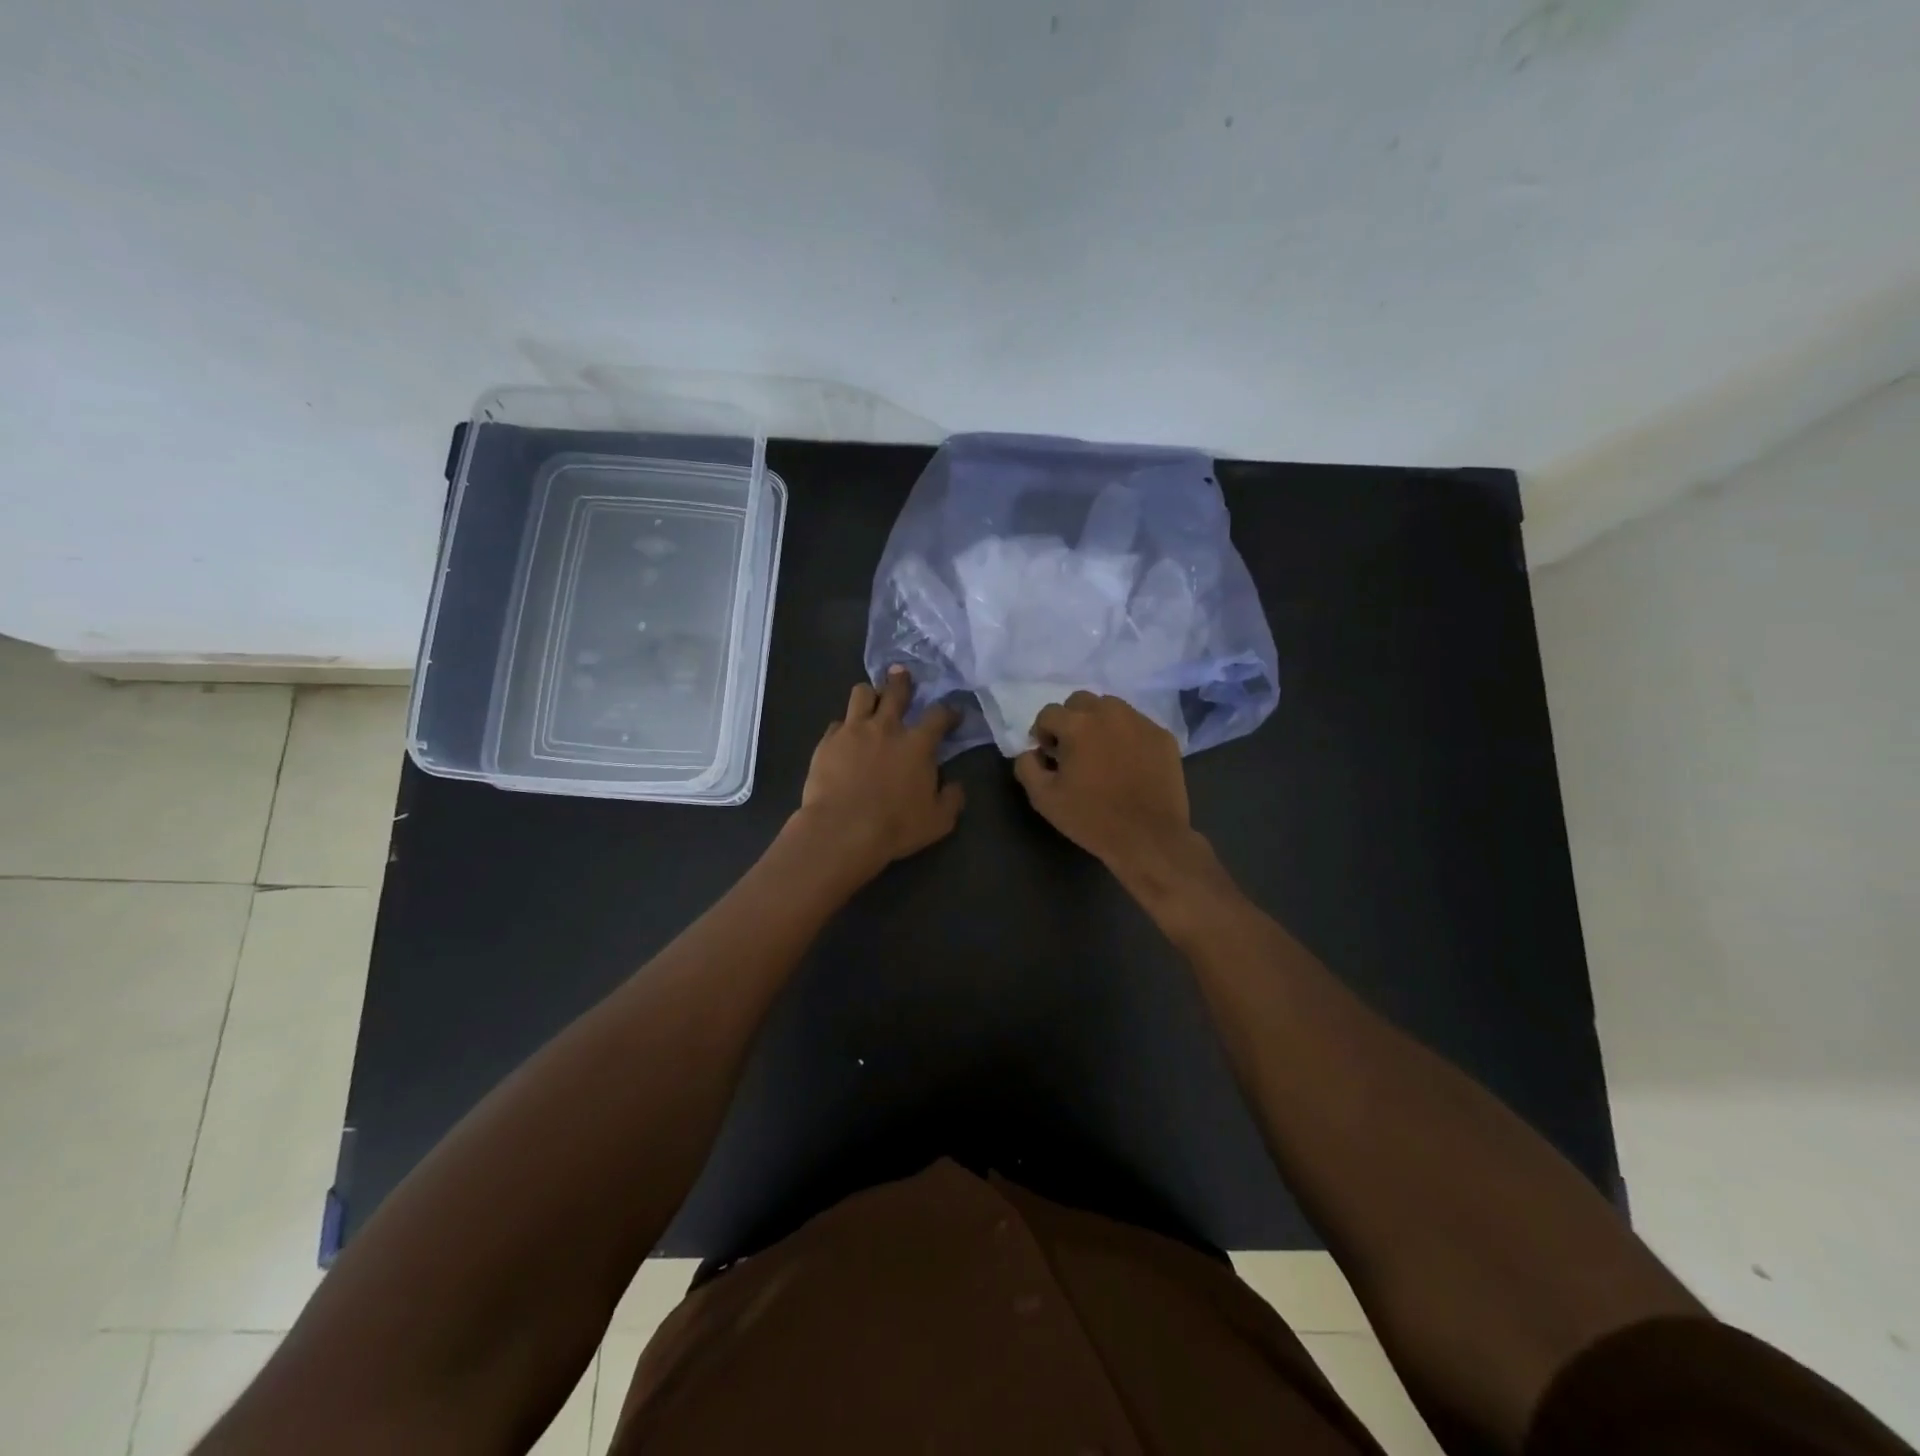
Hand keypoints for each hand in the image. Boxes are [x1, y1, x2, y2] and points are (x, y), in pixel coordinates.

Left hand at [788, 667, 962, 881]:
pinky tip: (845, 736)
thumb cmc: (895, 827)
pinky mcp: (827, 741)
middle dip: (902, 681)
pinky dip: (845, 726)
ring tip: (870, 699)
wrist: (842, 830)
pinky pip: (837, 723)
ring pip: (862, 694)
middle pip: (896, 691)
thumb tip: (955, 785)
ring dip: (870, 694)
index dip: (949, 712)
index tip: (953, 714)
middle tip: (903, 675)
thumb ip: (951, 799)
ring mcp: (853, 730)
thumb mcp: (938, 821)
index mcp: (917, 744)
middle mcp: (886, 727)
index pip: (939, 715)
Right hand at [1014, 692, 1201, 878]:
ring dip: (1098, 723)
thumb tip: (1031, 751)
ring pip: (1110, 708)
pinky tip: (1128, 762)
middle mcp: (1110, 712)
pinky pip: (1136, 724)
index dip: (1042, 733)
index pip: (1048, 713)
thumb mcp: (1044, 799)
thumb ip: (1027, 766)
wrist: (1149, 838)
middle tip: (1073, 750)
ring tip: (1101, 752)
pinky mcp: (1162, 736)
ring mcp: (1140, 722)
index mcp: (1078, 724)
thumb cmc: (1092, 818)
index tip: (1049, 756)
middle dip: (1070, 720)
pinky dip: (1126, 735)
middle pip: (1080, 701)